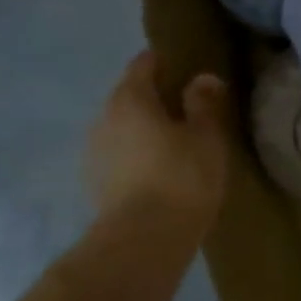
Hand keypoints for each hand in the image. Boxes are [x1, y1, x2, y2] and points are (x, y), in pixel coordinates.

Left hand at [86, 52, 230, 225]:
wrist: (144, 239)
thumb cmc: (182, 177)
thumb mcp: (206, 136)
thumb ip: (203, 103)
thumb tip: (202, 78)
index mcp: (130, 99)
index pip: (142, 65)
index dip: (162, 61)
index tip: (183, 66)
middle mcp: (104, 118)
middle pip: (128, 95)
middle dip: (153, 96)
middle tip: (185, 106)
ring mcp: (94, 152)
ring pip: (121, 127)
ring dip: (142, 128)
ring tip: (173, 140)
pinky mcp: (94, 183)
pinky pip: (118, 154)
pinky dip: (135, 153)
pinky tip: (157, 169)